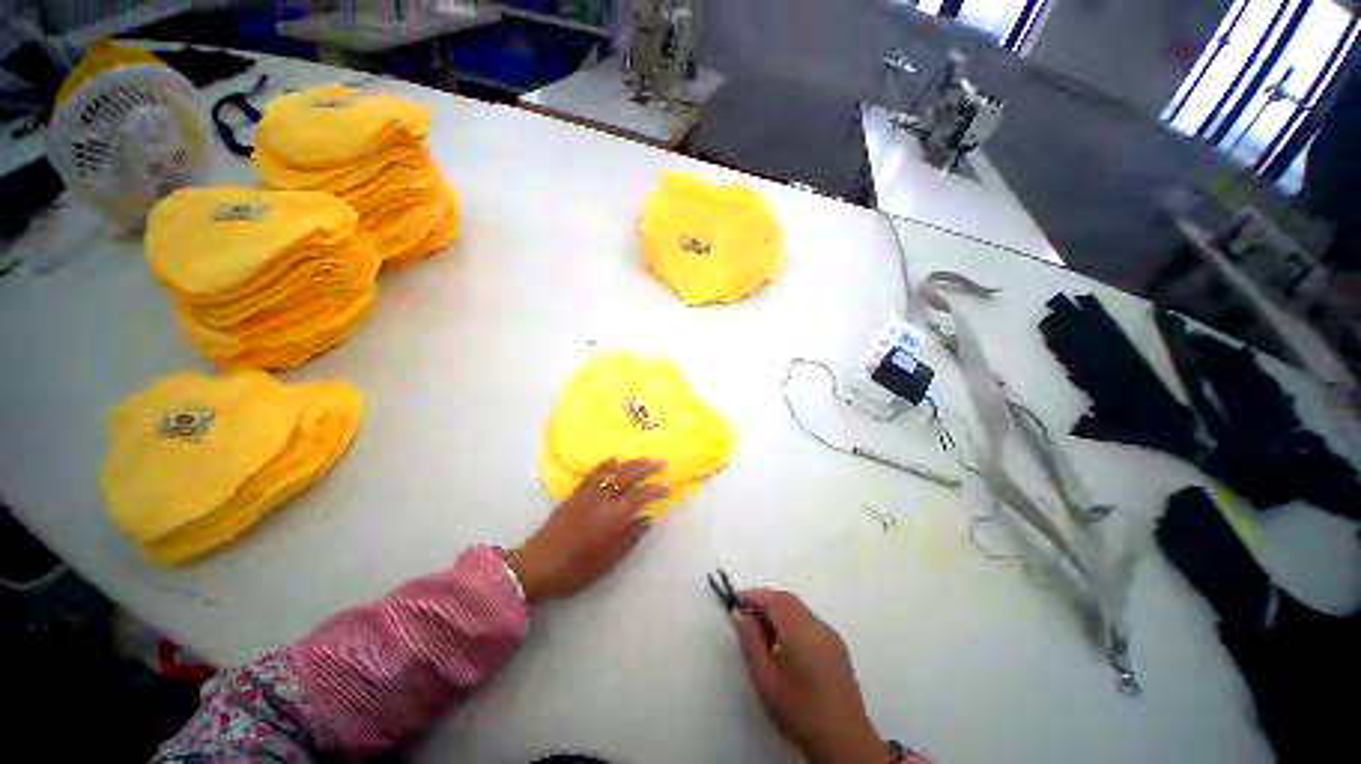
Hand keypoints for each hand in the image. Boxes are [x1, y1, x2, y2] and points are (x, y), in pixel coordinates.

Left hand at [505, 459, 666, 602]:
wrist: (536, 566)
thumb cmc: (574, 570)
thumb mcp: (607, 562)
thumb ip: (630, 538)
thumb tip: (648, 520)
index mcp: (614, 518)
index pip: (641, 496)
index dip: (656, 489)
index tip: (668, 486)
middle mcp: (603, 500)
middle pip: (628, 477)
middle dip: (647, 468)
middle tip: (661, 463)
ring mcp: (588, 494)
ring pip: (613, 471)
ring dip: (630, 463)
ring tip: (643, 458)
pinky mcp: (575, 494)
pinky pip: (593, 474)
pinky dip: (605, 464)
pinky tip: (613, 459)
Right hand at [734, 590, 886, 763]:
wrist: (844, 743)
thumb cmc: (799, 710)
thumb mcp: (765, 677)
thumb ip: (750, 641)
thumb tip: (739, 614)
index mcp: (800, 628)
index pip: (773, 598)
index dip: (752, 596)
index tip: (734, 601)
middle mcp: (817, 624)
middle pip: (787, 600)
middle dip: (765, 602)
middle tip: (745, 617)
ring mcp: (830, 636)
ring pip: (798, 610)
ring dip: (778, 612)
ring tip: (760, 634)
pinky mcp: (836, 649)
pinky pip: (808, 623)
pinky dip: (791, 623)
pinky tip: (782, 646)